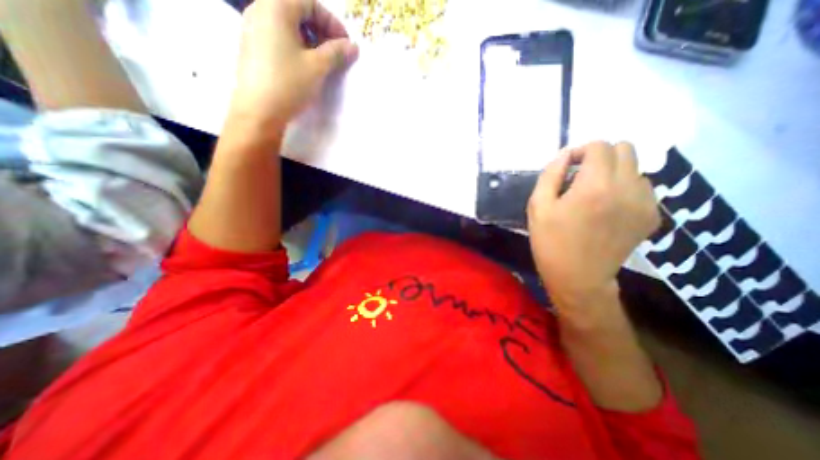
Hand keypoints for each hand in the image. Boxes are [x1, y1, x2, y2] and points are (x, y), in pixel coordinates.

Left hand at [228, 0, 358, 129]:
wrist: (259, 110)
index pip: (310, 3)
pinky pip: (278, 35)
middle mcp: (260, 9)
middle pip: (297, 10)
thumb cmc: (289, 83)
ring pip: (288, 24)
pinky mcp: (252, 45)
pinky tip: (304, 64)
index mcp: (276, 6)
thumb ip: (336, 52)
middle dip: (321, 30)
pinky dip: (296, 45)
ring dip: (310, 38)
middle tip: (335, 52)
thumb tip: (353, 46)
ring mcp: (253, 27)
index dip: (332, 23)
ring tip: (322, 60)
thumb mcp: (317, 67)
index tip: (345, 45)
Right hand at [529, 140, 661, 308]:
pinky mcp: (652, 216)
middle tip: (581, 177)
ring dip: (614, 172)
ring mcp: (645, 203)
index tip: (567, 167)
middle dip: (600, 156)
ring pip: (636, 168)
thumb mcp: (537, 206)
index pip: (599, 146)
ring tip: (594, 194)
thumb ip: (550, 174)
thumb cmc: (550, 241)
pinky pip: (643, 187)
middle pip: (625, 149)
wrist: (578, 277)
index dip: (580, 151)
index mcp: (595, 185)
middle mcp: (627, 188)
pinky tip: (609, 208)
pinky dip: (626, 189)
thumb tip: (565, 154)